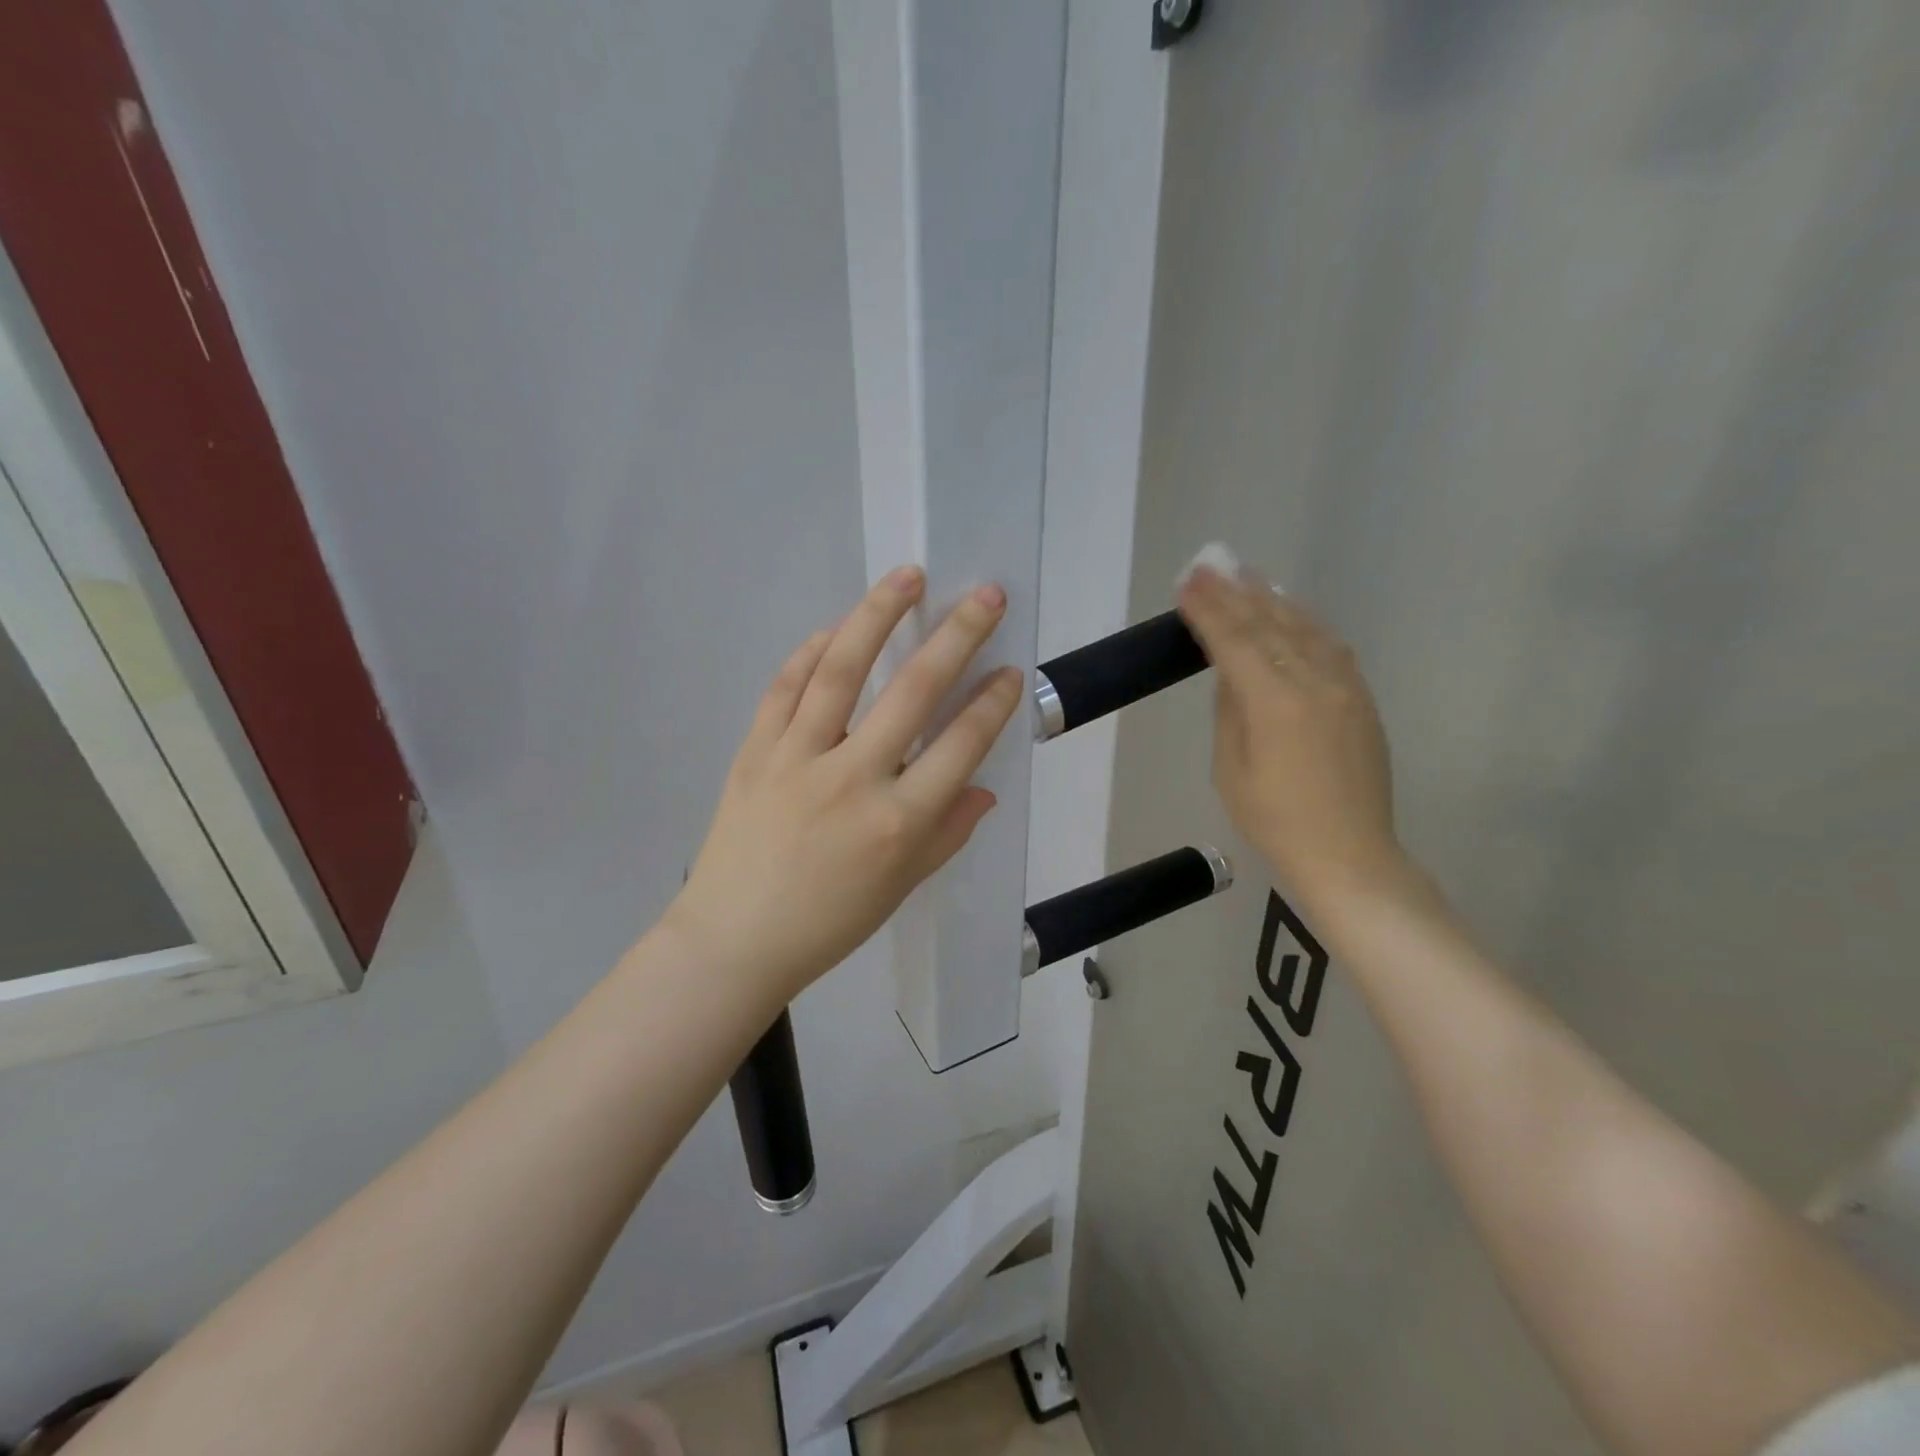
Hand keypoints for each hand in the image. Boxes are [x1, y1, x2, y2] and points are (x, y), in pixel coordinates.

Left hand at [667, 566, 1024, 1002]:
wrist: (734, 941)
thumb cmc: (828, 923)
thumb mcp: (901, 887)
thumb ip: (947, 833)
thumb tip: (981, 788)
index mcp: (898, 822)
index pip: (960, 746)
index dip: (992, 703)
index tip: (1010, 670)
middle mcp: (854, 779)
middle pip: (914, 691)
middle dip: (957, 636)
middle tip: (984, 595)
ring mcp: (798, 758)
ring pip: (843, 670)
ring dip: (878, 616)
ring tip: (908, 577)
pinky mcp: (755, 751)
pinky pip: (786, 688)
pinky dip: (813, 651)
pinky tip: (836, 628)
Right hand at [1177, 562, 1401, 903]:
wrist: (1349, 855)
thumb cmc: (1275, 822)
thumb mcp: (1231, 769)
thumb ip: (1231, 711)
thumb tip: (1231, 673)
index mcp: (1276, 703)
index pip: (1235, 642)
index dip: (1209, 610)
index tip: (1187, 581)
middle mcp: (1315, 683)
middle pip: (1270, 625)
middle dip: (1235, 594)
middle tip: (1210, 564)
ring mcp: (1345, 688)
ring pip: (1305, 629)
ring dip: (1273, 599)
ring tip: (1248, 576)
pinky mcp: (1362, 700)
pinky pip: (1330, 647)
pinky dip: (1305, 623)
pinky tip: (1292, 612)